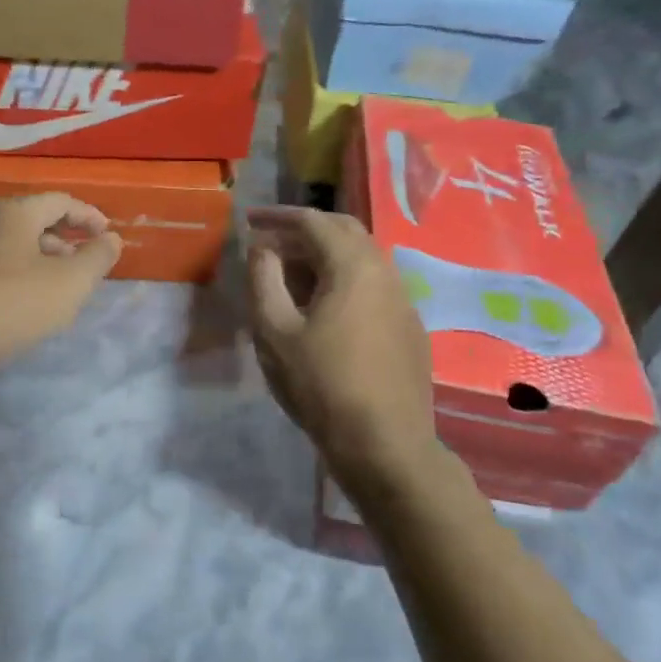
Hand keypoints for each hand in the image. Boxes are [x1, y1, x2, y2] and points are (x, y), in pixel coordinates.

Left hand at [0, 193, 122, 382]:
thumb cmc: (12, 304)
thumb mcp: (70, 282)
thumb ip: (97, 257)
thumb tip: (111, 239)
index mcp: (15, 212)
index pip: (61, 201)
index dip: (90, 216)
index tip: (108, 236)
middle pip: (36, 221)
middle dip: (67, 239)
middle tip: (87, 264)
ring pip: (16, 246)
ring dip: (44, 260)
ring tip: (62, 288)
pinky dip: (22, 276)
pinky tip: (28, 304)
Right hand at [246, 207, 440, 496]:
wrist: (385, 445)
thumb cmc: (322, 386)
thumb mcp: (275, 332)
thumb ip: (264, 279)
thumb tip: (262, 247)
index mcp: (354, 266)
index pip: (314, 221)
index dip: (278, 216)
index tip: (249, 220)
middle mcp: (386, 272)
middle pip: (345, 231)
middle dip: (305, 230)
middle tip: (271, 244)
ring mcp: (404, 300)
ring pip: (363, 259)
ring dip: (326, 255)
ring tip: (293, 276)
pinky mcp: (410, 327)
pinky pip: (375, 285)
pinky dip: (345, 280)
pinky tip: (326, 308)